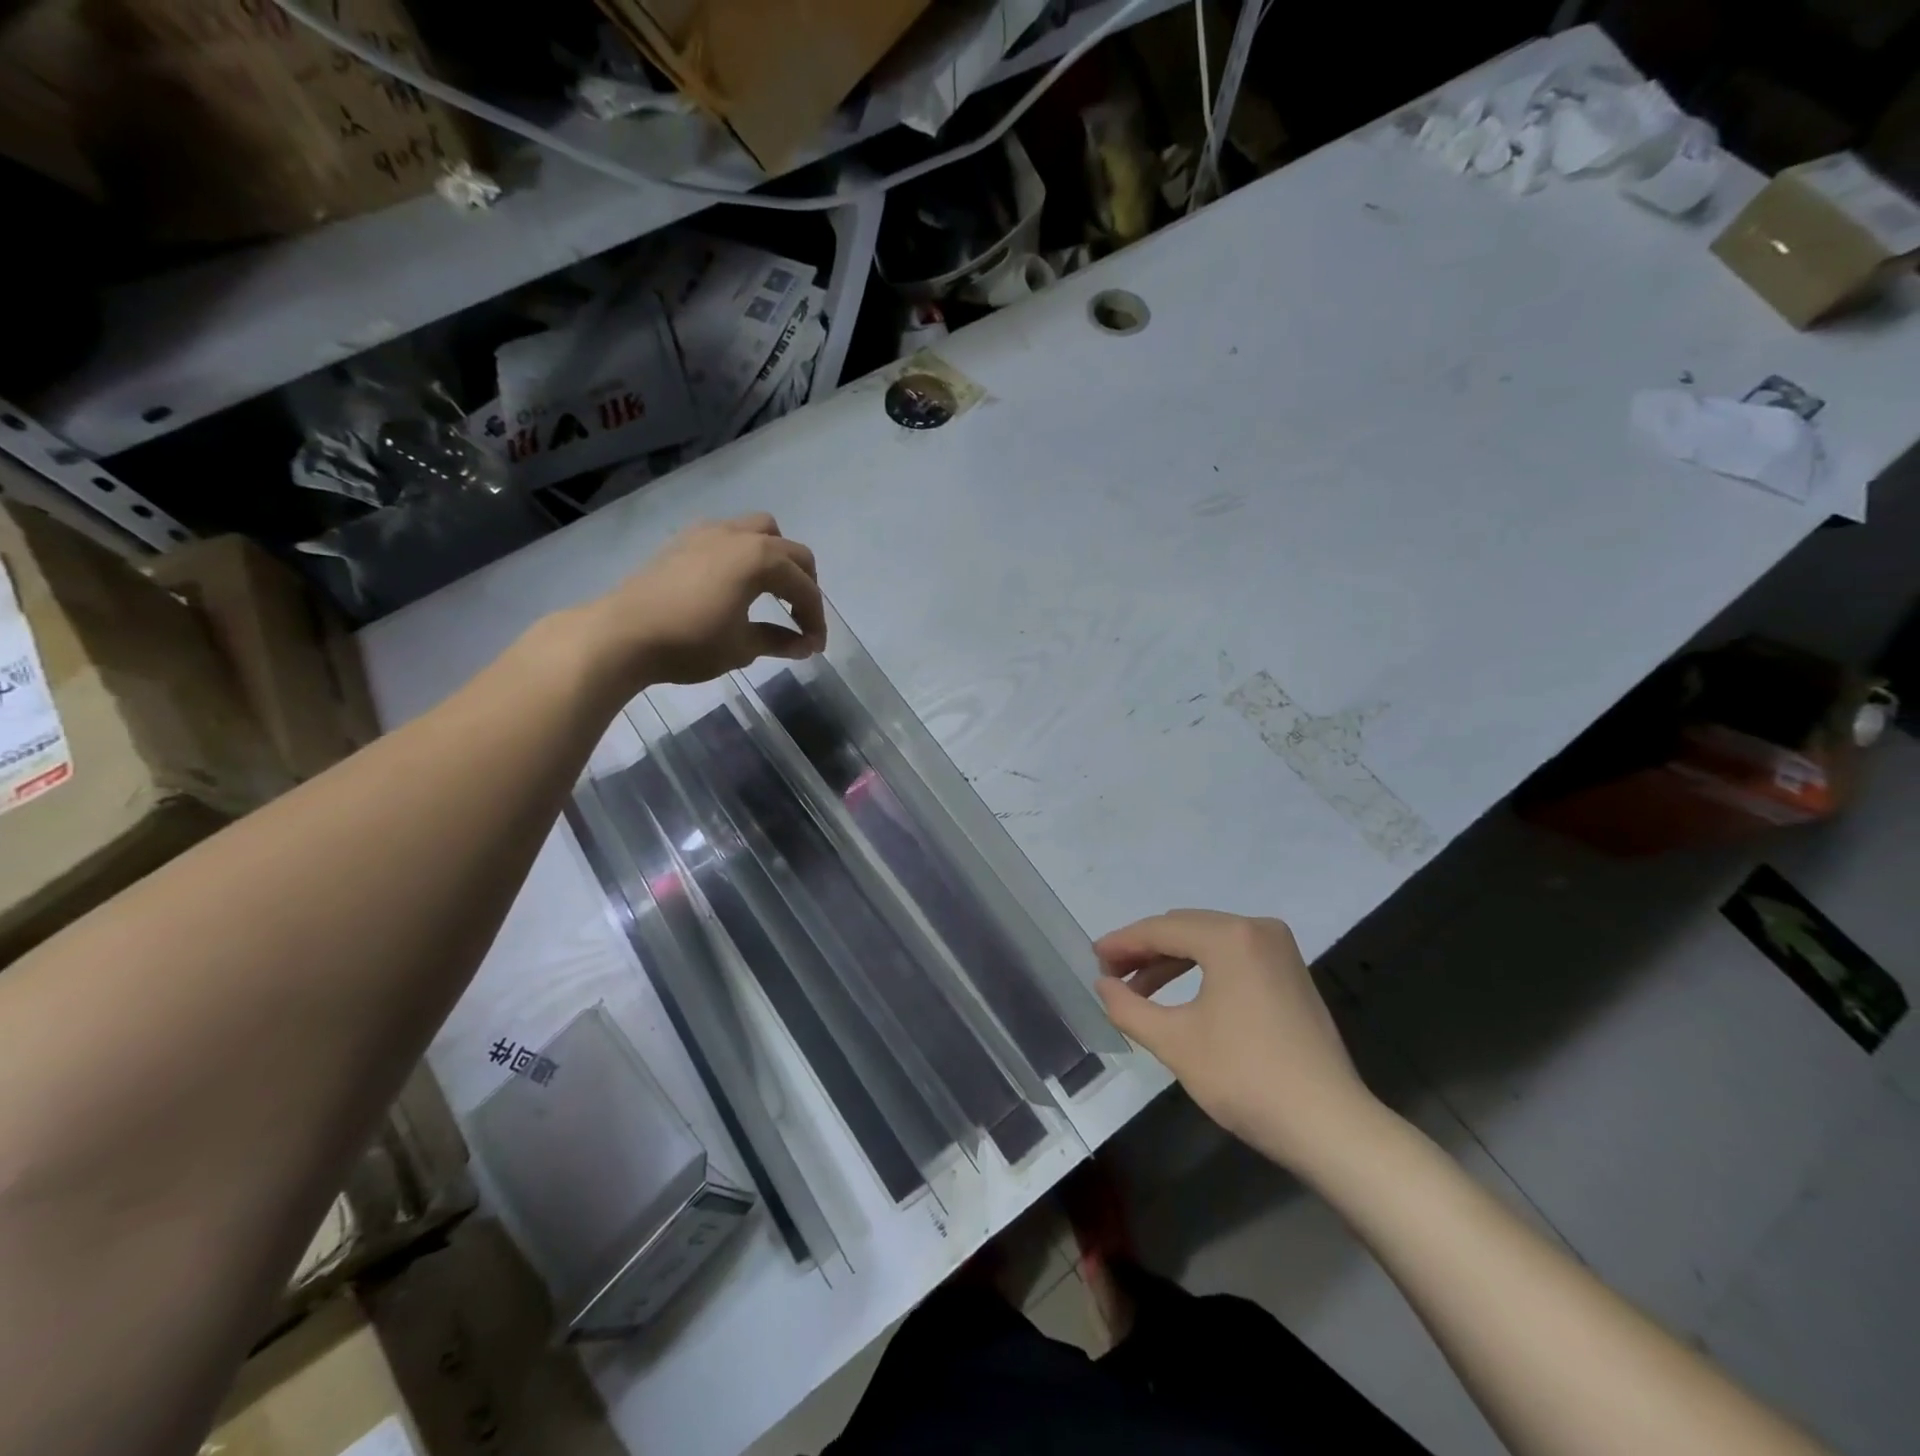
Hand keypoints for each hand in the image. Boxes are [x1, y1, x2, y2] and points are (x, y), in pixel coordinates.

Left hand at [580, 513, 826, 688]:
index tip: (815, 647)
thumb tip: (804, 646)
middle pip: (791, 551)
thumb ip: (779, 640)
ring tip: (774, 591)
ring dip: (777, 558)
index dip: (815, 618)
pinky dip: (746, 554)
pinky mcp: (685, 541)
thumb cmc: (690, 642)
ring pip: (760, 531)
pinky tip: (736, 582)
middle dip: (804, 585)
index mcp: (761, 559)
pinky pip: (730, 535)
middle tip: (802, 619)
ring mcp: (709, 533)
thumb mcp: (742, 647)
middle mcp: (740, 536)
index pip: (804, 587)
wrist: (622, 634)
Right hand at [1094, 910, 1380, 1171]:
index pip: (1162, 929)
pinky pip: (1232, 956)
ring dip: (1170, 960)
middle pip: (1185, 928)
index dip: (1123, 943)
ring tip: (1137, 989)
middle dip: (1145, 950)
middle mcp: (1257, 929)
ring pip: (1208, 941)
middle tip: (1110, 974)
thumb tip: (1103, 985)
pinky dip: (1200, 969)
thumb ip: (1128, 1007)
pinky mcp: (1290, 973)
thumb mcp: (1175, 1043)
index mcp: (1230, 937)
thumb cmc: (1246, 1078)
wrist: (1329, 1125)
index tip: (1092, 958)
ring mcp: (1279, 950)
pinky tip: (1178, 995)